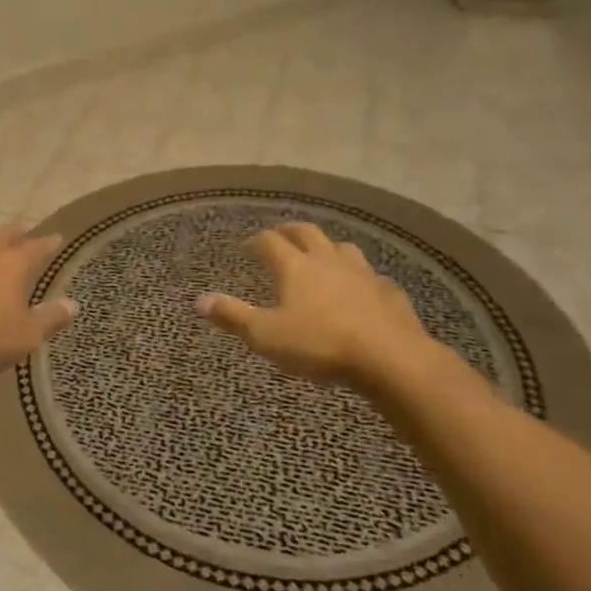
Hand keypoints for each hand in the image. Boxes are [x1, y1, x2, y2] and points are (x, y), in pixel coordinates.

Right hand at [195, 223, 441, 391]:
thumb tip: (199, 300)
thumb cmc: (320, 345)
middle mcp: (327, 260)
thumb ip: (233, 316)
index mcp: (295, 266)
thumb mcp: (266, 336)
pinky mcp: (389, 292)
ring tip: (320, 257)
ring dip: (326, 248)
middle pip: (306, 232)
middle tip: (278, 237)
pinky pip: (371, 276)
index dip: (255, 241)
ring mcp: (362, 273)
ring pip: (341, 248)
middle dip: (289, 232)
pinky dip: (359, 277)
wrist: (391, 359)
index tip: (245, 247)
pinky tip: (360, 290)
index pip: (269, 241)